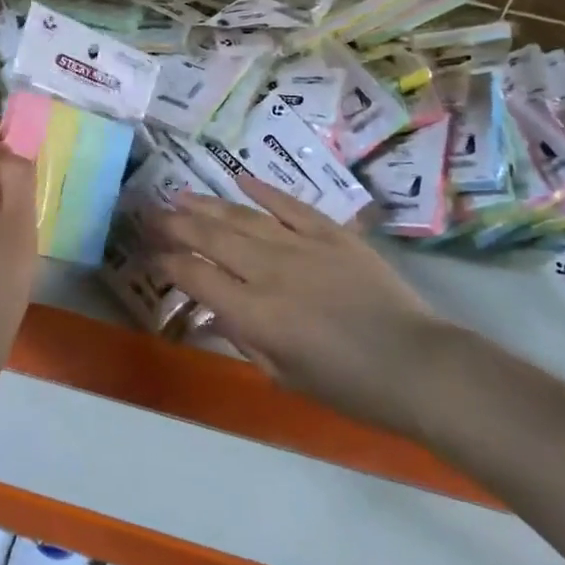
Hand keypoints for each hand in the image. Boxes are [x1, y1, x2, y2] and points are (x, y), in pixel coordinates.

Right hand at [145, 179, 448, 433]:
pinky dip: (264, 190)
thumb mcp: (283, 376)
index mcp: (255, 313)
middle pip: (212, 238)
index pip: (196, 277)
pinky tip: (240, 178)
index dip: (167, 263)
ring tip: (180, 194)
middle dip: (176, 224)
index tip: (149, 253)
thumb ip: (244, 339)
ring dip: (208, 204)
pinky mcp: (332, 233)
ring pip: (243, 216)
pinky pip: (290, 206)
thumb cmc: (348, 385)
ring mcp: (302, 245)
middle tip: (150, 212)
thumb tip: (215, 312)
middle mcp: (270, 270)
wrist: (415, 364)